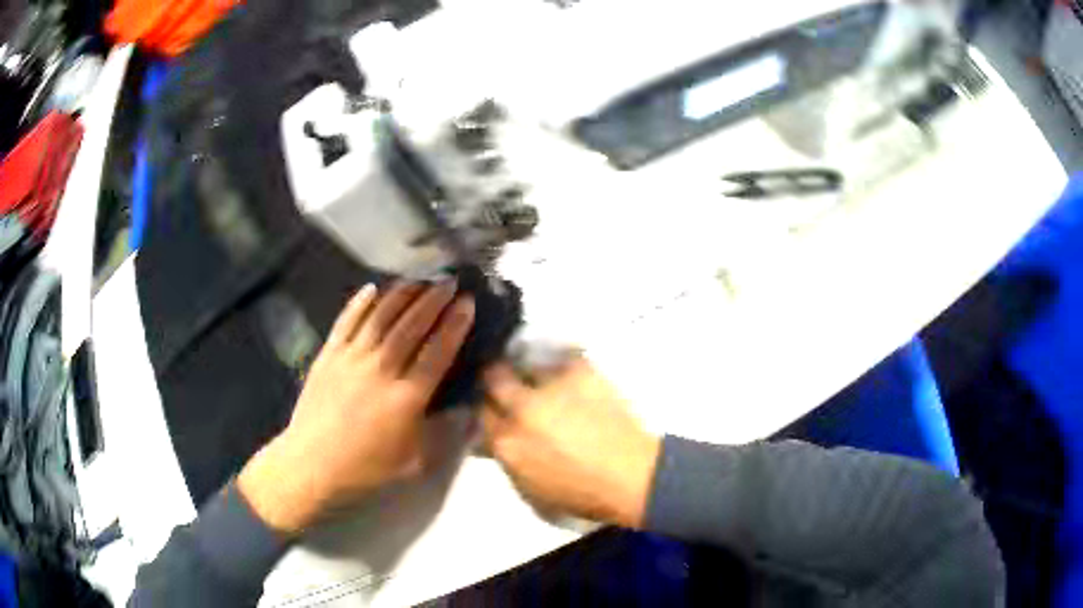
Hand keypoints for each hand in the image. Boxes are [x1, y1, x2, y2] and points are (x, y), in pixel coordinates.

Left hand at [238, 281, 474, 534]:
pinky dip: (360, 303)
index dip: (455, 325)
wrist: (312, 465)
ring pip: (381, 317)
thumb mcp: (415, 463)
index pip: (437, 352)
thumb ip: (443, 435)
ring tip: (419, 279)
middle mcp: (381, 370)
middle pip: (411, 326)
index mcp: (406, 398)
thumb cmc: (366, 468)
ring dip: (402, 294)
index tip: (468, 302)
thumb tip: (467, 410)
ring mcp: (351, 358)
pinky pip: (346, 321)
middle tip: (449, 280)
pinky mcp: (328, 355)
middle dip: (433, 299)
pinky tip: (372, 288)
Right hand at [481, 356, 660, 527]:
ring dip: (532, 375)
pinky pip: (562, 359)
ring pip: (527, 365)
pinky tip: (572, 379)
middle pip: (494, 378)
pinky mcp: (580, 371)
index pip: (482, 413)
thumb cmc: (581, 494)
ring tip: (547, 383)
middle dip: (497, 381)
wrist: (633, 477)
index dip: (490, 411)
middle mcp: (522, 409)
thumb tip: (494, 437)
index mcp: (506, 443)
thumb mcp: (529, 488)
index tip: (498, 410)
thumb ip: (506, 457)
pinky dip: (563, 368)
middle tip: (510, 386)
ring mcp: (551, 387)